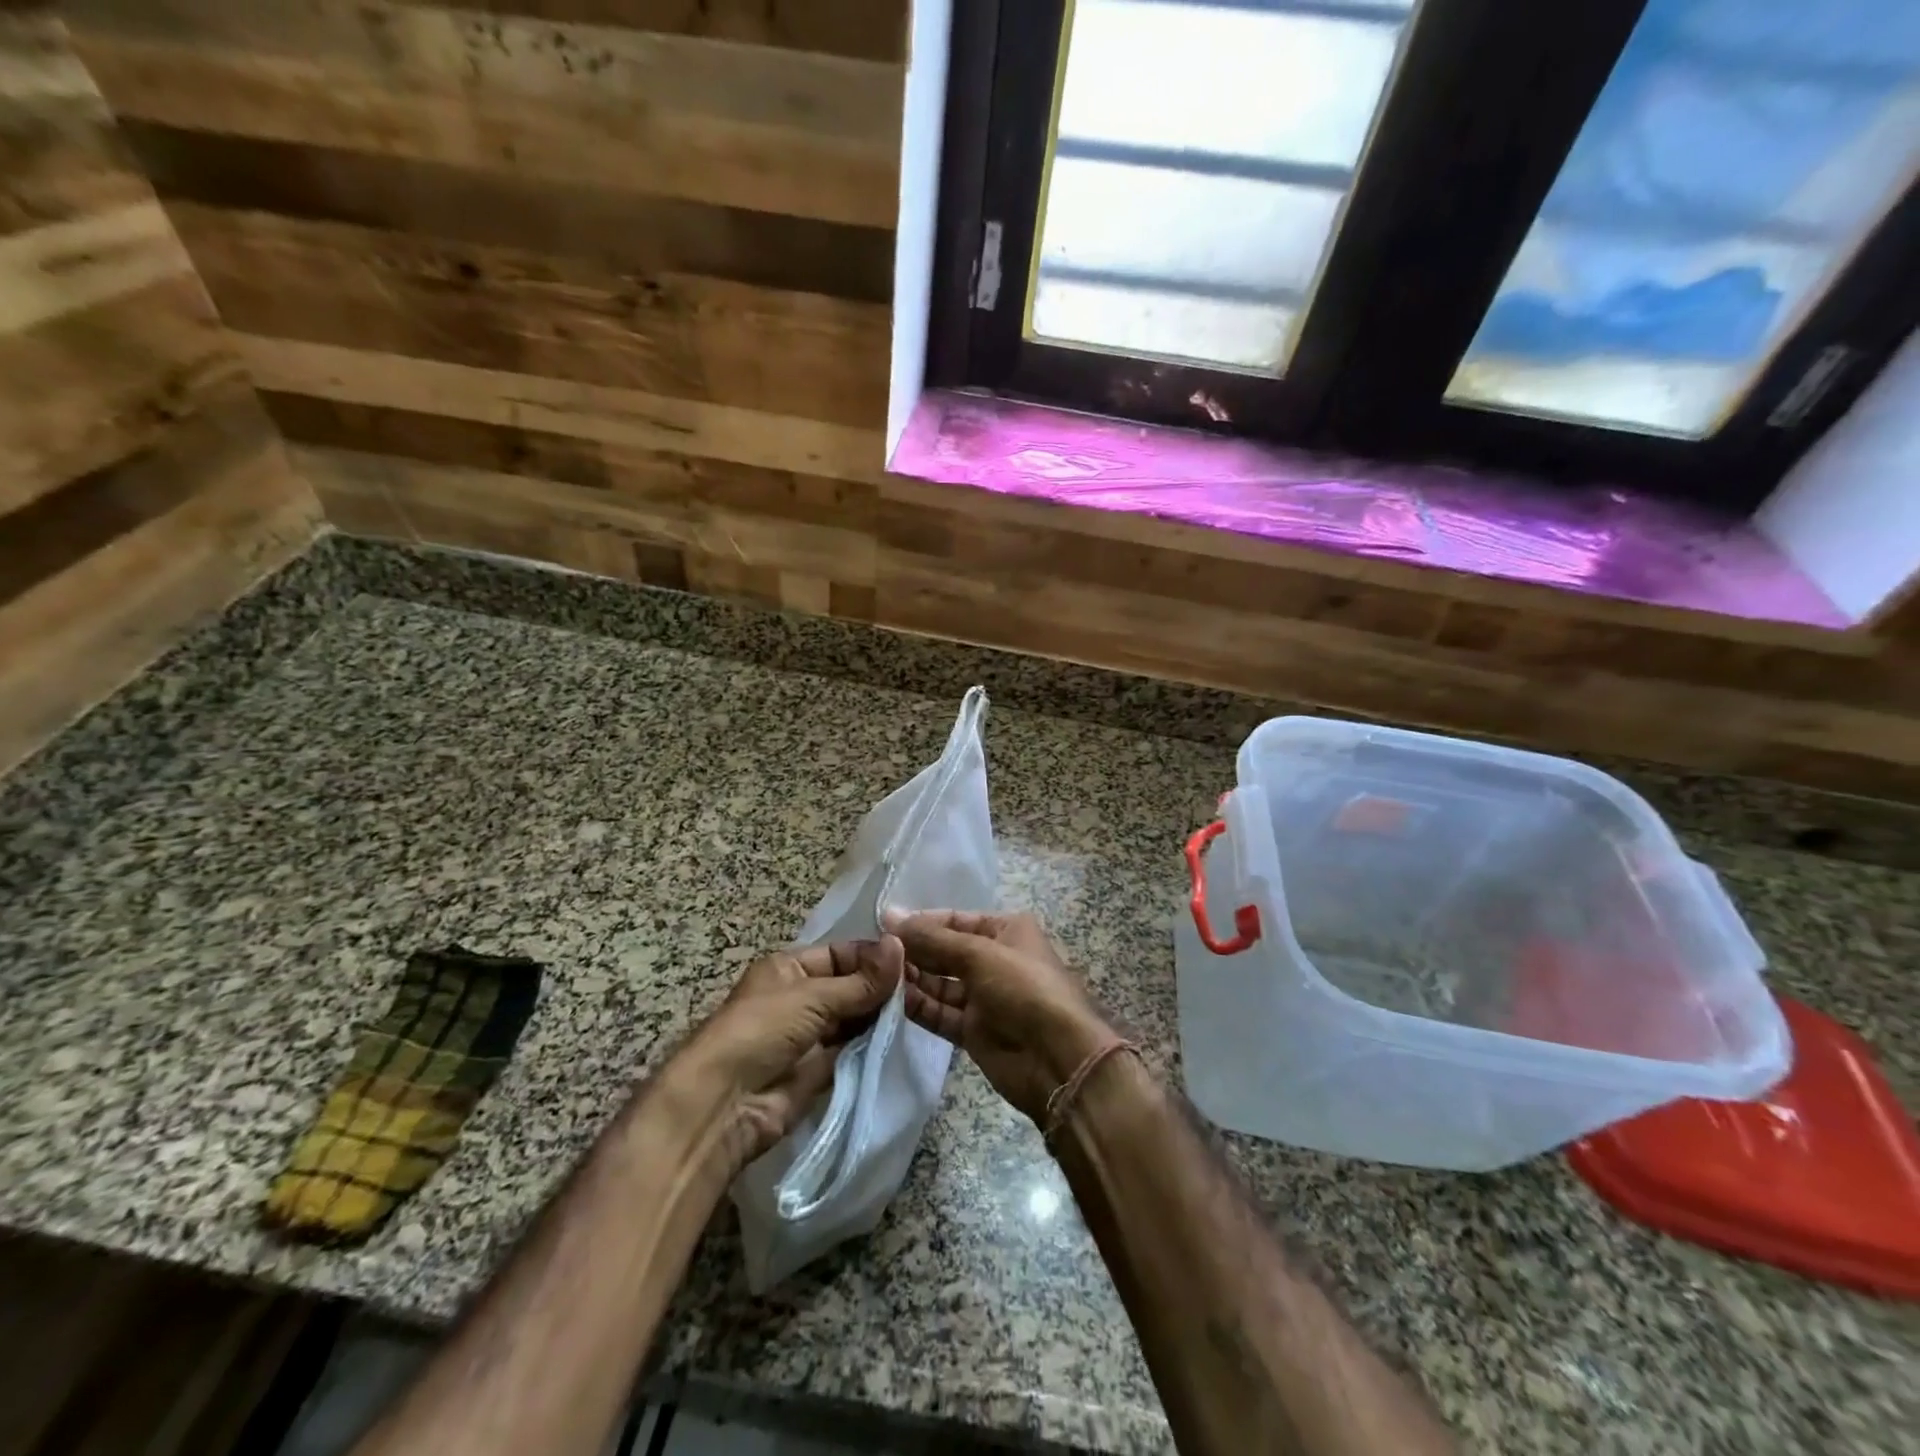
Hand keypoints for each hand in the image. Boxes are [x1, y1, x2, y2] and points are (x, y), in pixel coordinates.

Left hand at [670, 937, 902, 1173]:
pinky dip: (872, 1046)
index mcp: (789, 967)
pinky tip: (902, 1039)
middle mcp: (799, 998)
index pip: (840, 954)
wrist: (724, 1104)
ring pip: (853, 1019)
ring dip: (879, 1017)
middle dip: (880, 988)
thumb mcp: (812, 996)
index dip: (873, 957)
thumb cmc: (762, 1030)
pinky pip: (851, 1051)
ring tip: (919, 1012)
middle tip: (923, 988)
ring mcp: (809, 1036)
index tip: (914, 961)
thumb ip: (861, 981)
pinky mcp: (818, 1071)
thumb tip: (900, 946)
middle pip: (849, 987)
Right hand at [890, 910, 1113, 1125]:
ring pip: (939, 983)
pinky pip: (939, 1012)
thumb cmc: (1023, 988)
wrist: (1057, 1058)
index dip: (920, 922)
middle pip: (944, 951)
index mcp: (1005, 931)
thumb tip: (889, 914)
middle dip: (913, 951)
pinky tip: (890, 1000)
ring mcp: (984, 997)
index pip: (954, 920)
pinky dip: (918, 1006)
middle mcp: (993, 959)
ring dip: (912, 979)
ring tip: (877, 975)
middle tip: (874, 952)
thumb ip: (932, 938)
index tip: (882, 925)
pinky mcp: (973, 1030)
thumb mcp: (979, 954)